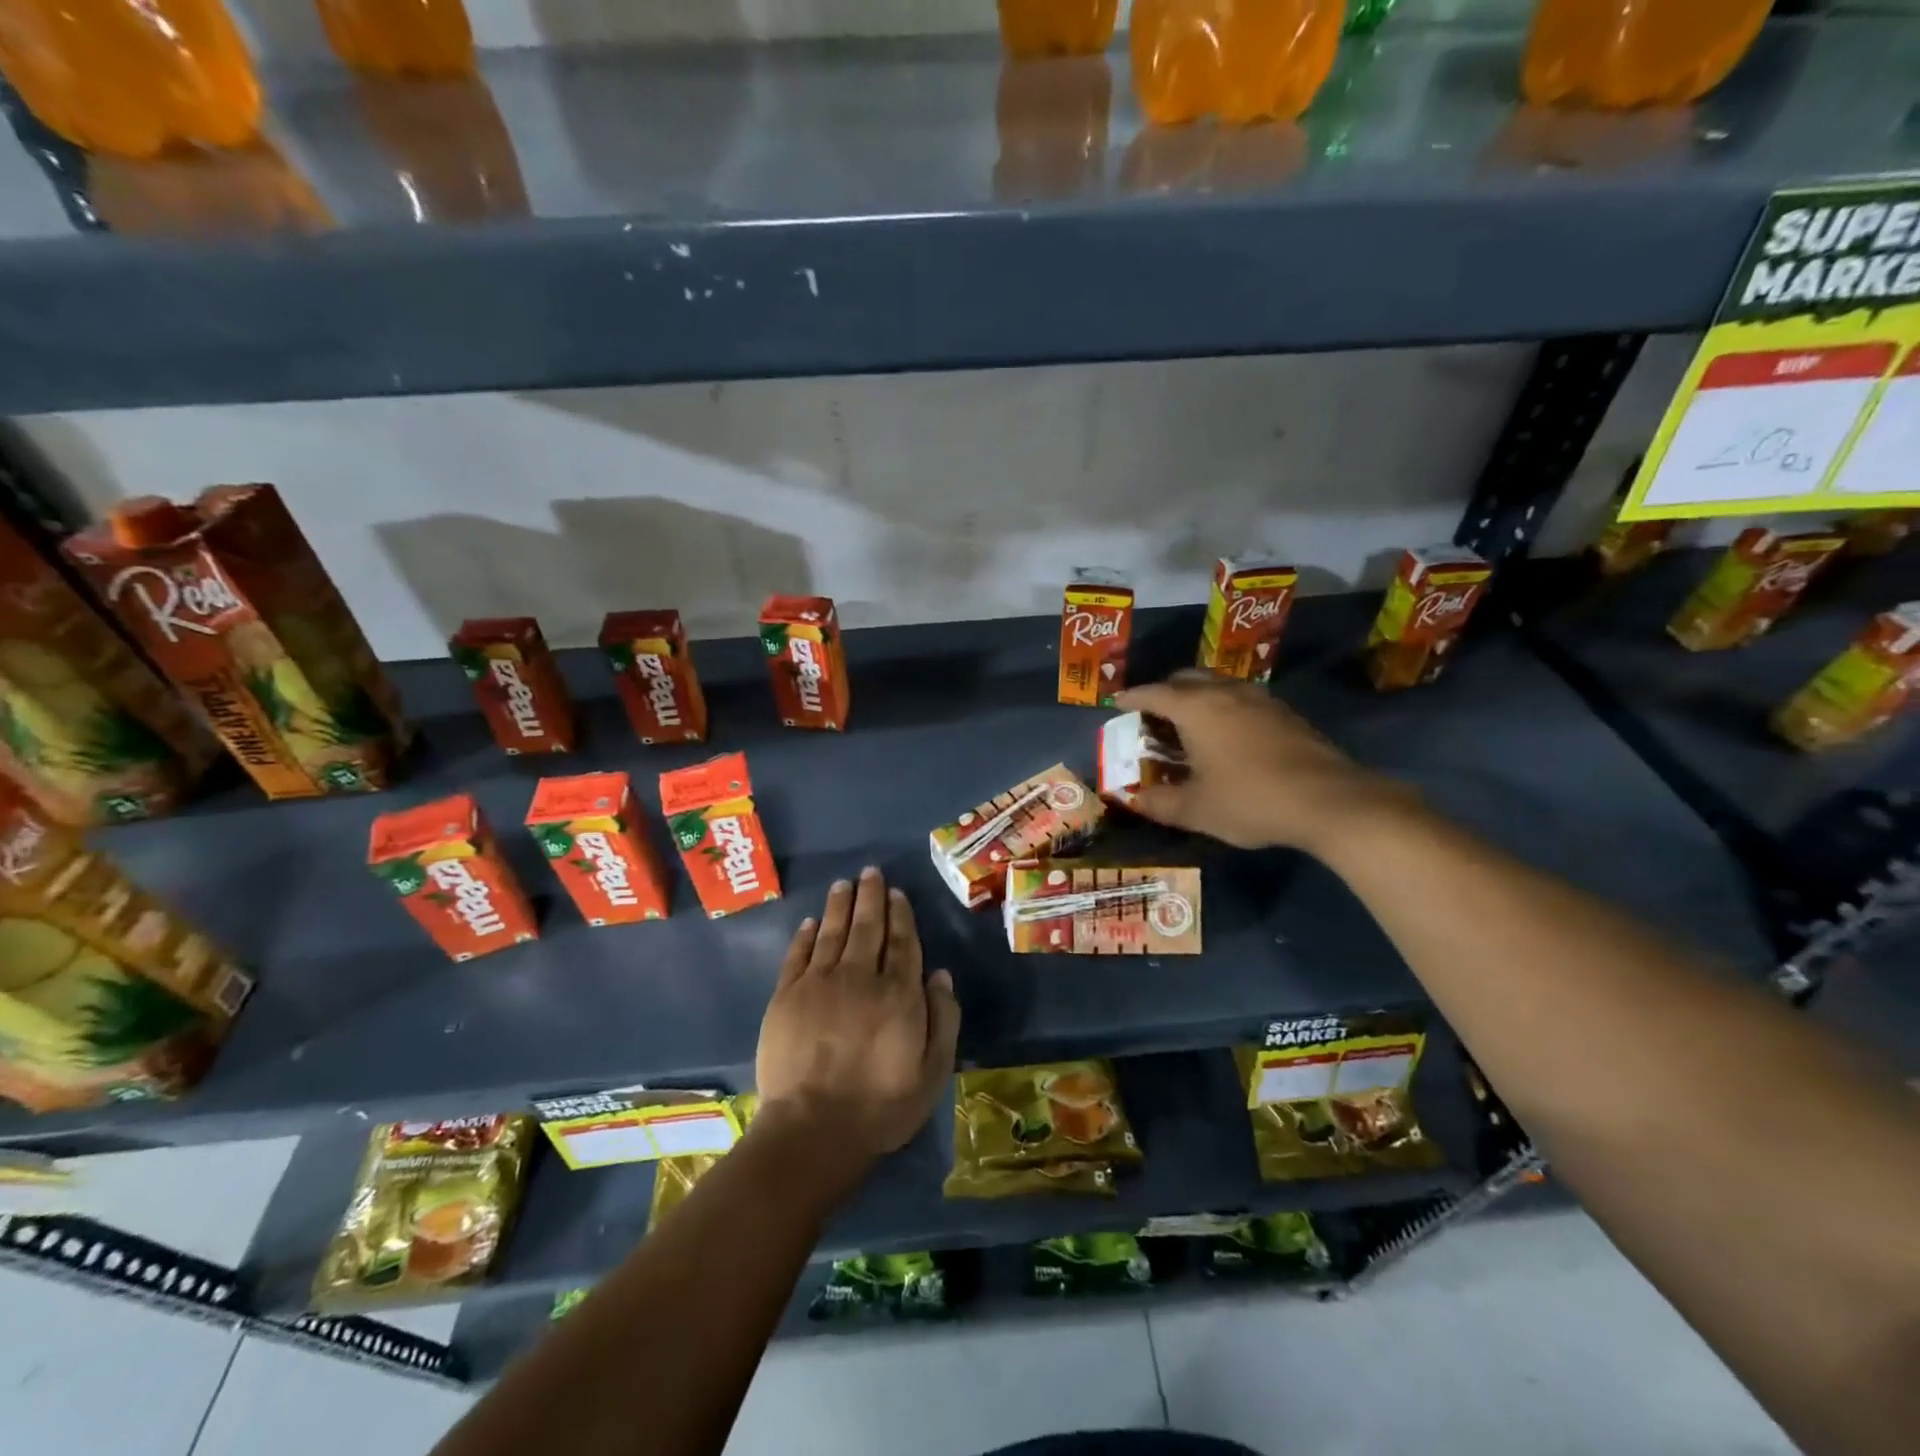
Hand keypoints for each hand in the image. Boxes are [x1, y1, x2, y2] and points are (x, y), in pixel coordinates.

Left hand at [755, 867, 960, 1166]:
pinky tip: (811, 922)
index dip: (900, 915)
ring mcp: (818, 984)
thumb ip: (943, 1018)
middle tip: (870, 872)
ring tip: (844, 884)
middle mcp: (859, 977)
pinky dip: (805, 935)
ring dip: (839, 905)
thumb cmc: (881, 1105)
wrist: (813, 1129)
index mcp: (897, 993)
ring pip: (832, 932)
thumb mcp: (932, 1071)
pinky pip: (797, 955)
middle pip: (867, 927)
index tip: (896, 893)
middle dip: (870, 897)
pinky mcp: (786, 996)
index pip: (902, 943)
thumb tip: (941, 974)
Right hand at [1115, 672, 1409, 853]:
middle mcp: (1226, 693)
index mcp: (1196, 708)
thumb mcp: (1195, 810)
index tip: (1118, 703)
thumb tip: (1134, 799)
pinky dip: (1224, 710)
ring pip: (1217, 687)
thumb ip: (1159, 803)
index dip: (1132, 698)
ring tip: (1189, 728)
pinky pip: (1241, 700)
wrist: (1329, 801)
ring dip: (1197, 700)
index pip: (1154, 693)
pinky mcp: (1285, 713)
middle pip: (1186, 679)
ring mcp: (1260, 700)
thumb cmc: (1250, 800)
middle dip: (1165, 693)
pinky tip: (1228, 738)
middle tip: (1153, 718)